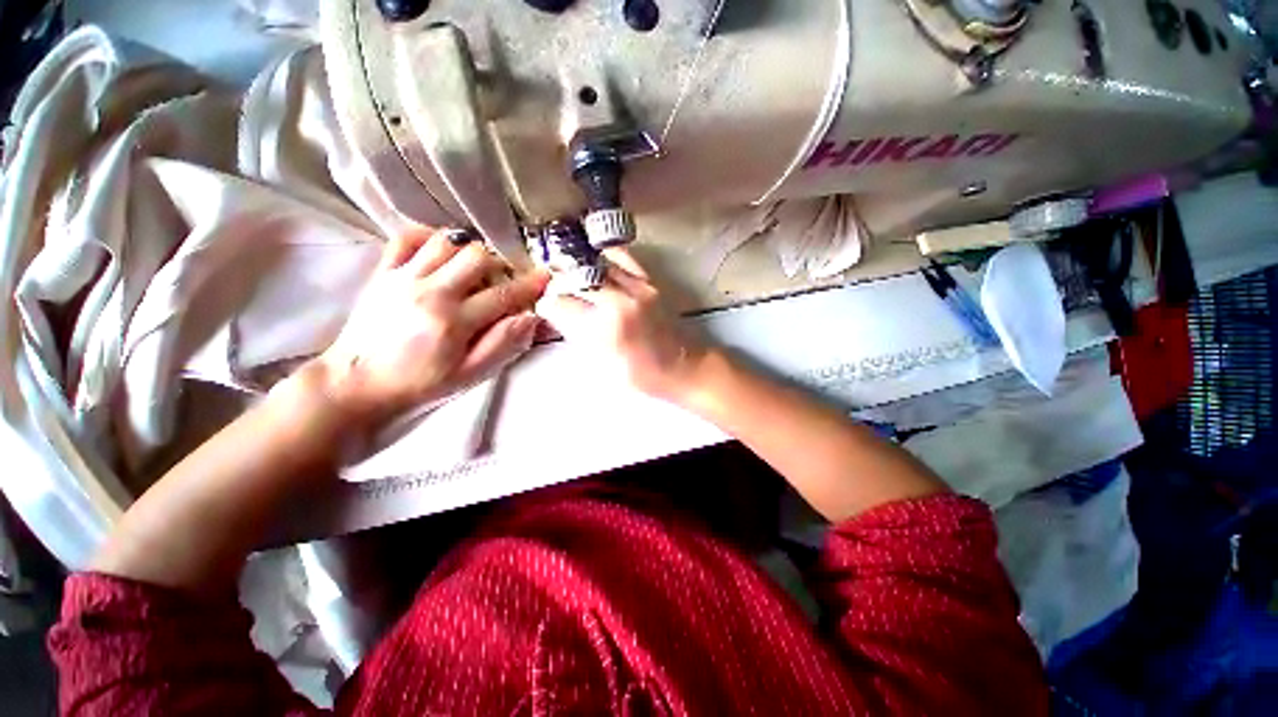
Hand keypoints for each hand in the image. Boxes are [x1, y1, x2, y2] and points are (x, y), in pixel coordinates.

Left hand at [315, 228, 548, 421]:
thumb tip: (530, 319)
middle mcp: (431, 291)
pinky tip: (439, 250)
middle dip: (499, 263)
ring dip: (467, 250)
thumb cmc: (419, 384)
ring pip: (446, 242)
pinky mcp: (383, 273)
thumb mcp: (469, 375)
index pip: (503, 295)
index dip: (529, 285)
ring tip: (472, 268)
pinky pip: (405, 238)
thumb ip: (502, 345)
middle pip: (476, 256)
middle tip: (502, 278)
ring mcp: (403, 277)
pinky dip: (428, 237)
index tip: (545, 276)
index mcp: (454, 321)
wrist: (356, 383)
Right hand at [535, 249, 709, 403]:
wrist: (682, 367)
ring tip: (571, 274)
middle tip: (555, 290)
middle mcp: (620, 300)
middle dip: (559, 282)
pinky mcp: (650, 282)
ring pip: (596, 263)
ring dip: (579, 268)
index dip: (548, 304)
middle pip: (577, 277)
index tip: (546, 307)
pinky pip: (622, 257)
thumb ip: (579, 334)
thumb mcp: (603, 363)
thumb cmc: (642, 375)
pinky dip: (604, 258)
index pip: (563, 304)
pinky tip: (597, 264)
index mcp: (606, 328)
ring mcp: (638, 287)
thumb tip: (559, 313)